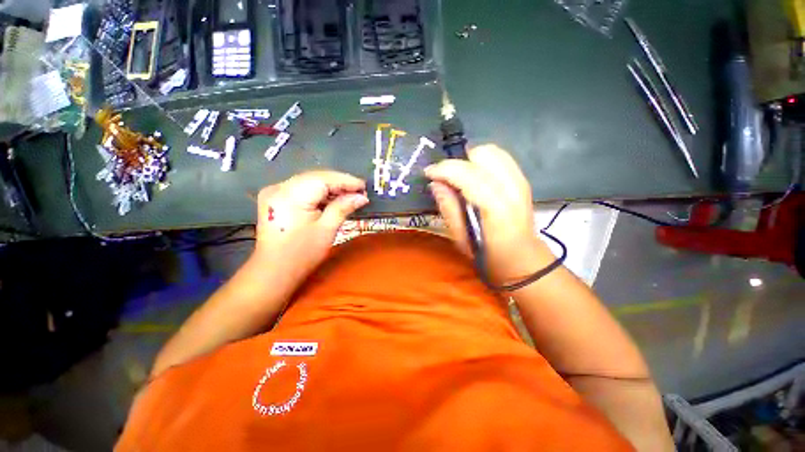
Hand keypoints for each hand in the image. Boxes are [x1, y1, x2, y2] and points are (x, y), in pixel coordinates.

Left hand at [254, 170, 368, 273]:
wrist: (274, 271)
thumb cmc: (302, 254)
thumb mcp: (327, 230)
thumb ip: (343, 208)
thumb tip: (361, 197)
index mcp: (290, 196)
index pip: (323, 179)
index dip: (345, 181)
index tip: (363, 186)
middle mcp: (278, 188)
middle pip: (316, 177)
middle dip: (340, 184)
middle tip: (360, 192)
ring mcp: (274, 192)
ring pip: (310, 181)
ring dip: (331, 188)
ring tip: (350, 196)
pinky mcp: (275, 198)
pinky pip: (302, 188)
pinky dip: (319, 193)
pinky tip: (333, 199)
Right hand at [425, 144, 551, 282]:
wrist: (523, 259)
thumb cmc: (490, 257)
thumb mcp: (462, 240)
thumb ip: (449, 209)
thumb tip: (435, 184)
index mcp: (497, 208)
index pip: (469, 175)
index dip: (445, 169)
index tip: (428, 173)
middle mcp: (512, 188)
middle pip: (482, 155)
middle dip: (458, 162)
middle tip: (445, 178)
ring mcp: (521, 181)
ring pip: (492, 151)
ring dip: (470, 160)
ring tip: (458, 177)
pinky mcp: (522, 180)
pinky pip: (500, 157)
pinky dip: (482, 161)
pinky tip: (473, 176)